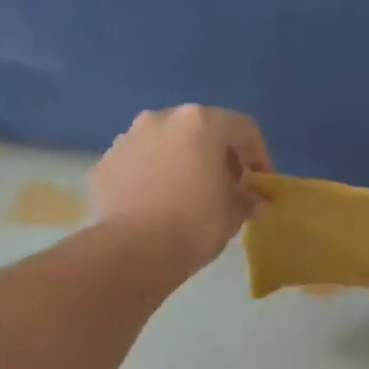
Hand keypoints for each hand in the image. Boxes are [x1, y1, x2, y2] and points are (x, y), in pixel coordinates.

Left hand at [89, 106, 271, 270]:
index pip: (243, 128)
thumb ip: (248, 198)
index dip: (259, 155)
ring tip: (189, 194)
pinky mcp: (106, 162)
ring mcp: (129, 137)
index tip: (262, 182)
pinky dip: (154, 175)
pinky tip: (159, 204)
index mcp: (201, 123)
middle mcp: (162, 118)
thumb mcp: (234, 213)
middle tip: (227, 185)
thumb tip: (255, 201)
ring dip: (183, 161)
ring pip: (167, 143)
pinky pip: (140, 163)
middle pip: (201, 129)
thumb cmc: (195, 224)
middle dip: (218, 155)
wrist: (134, 250)